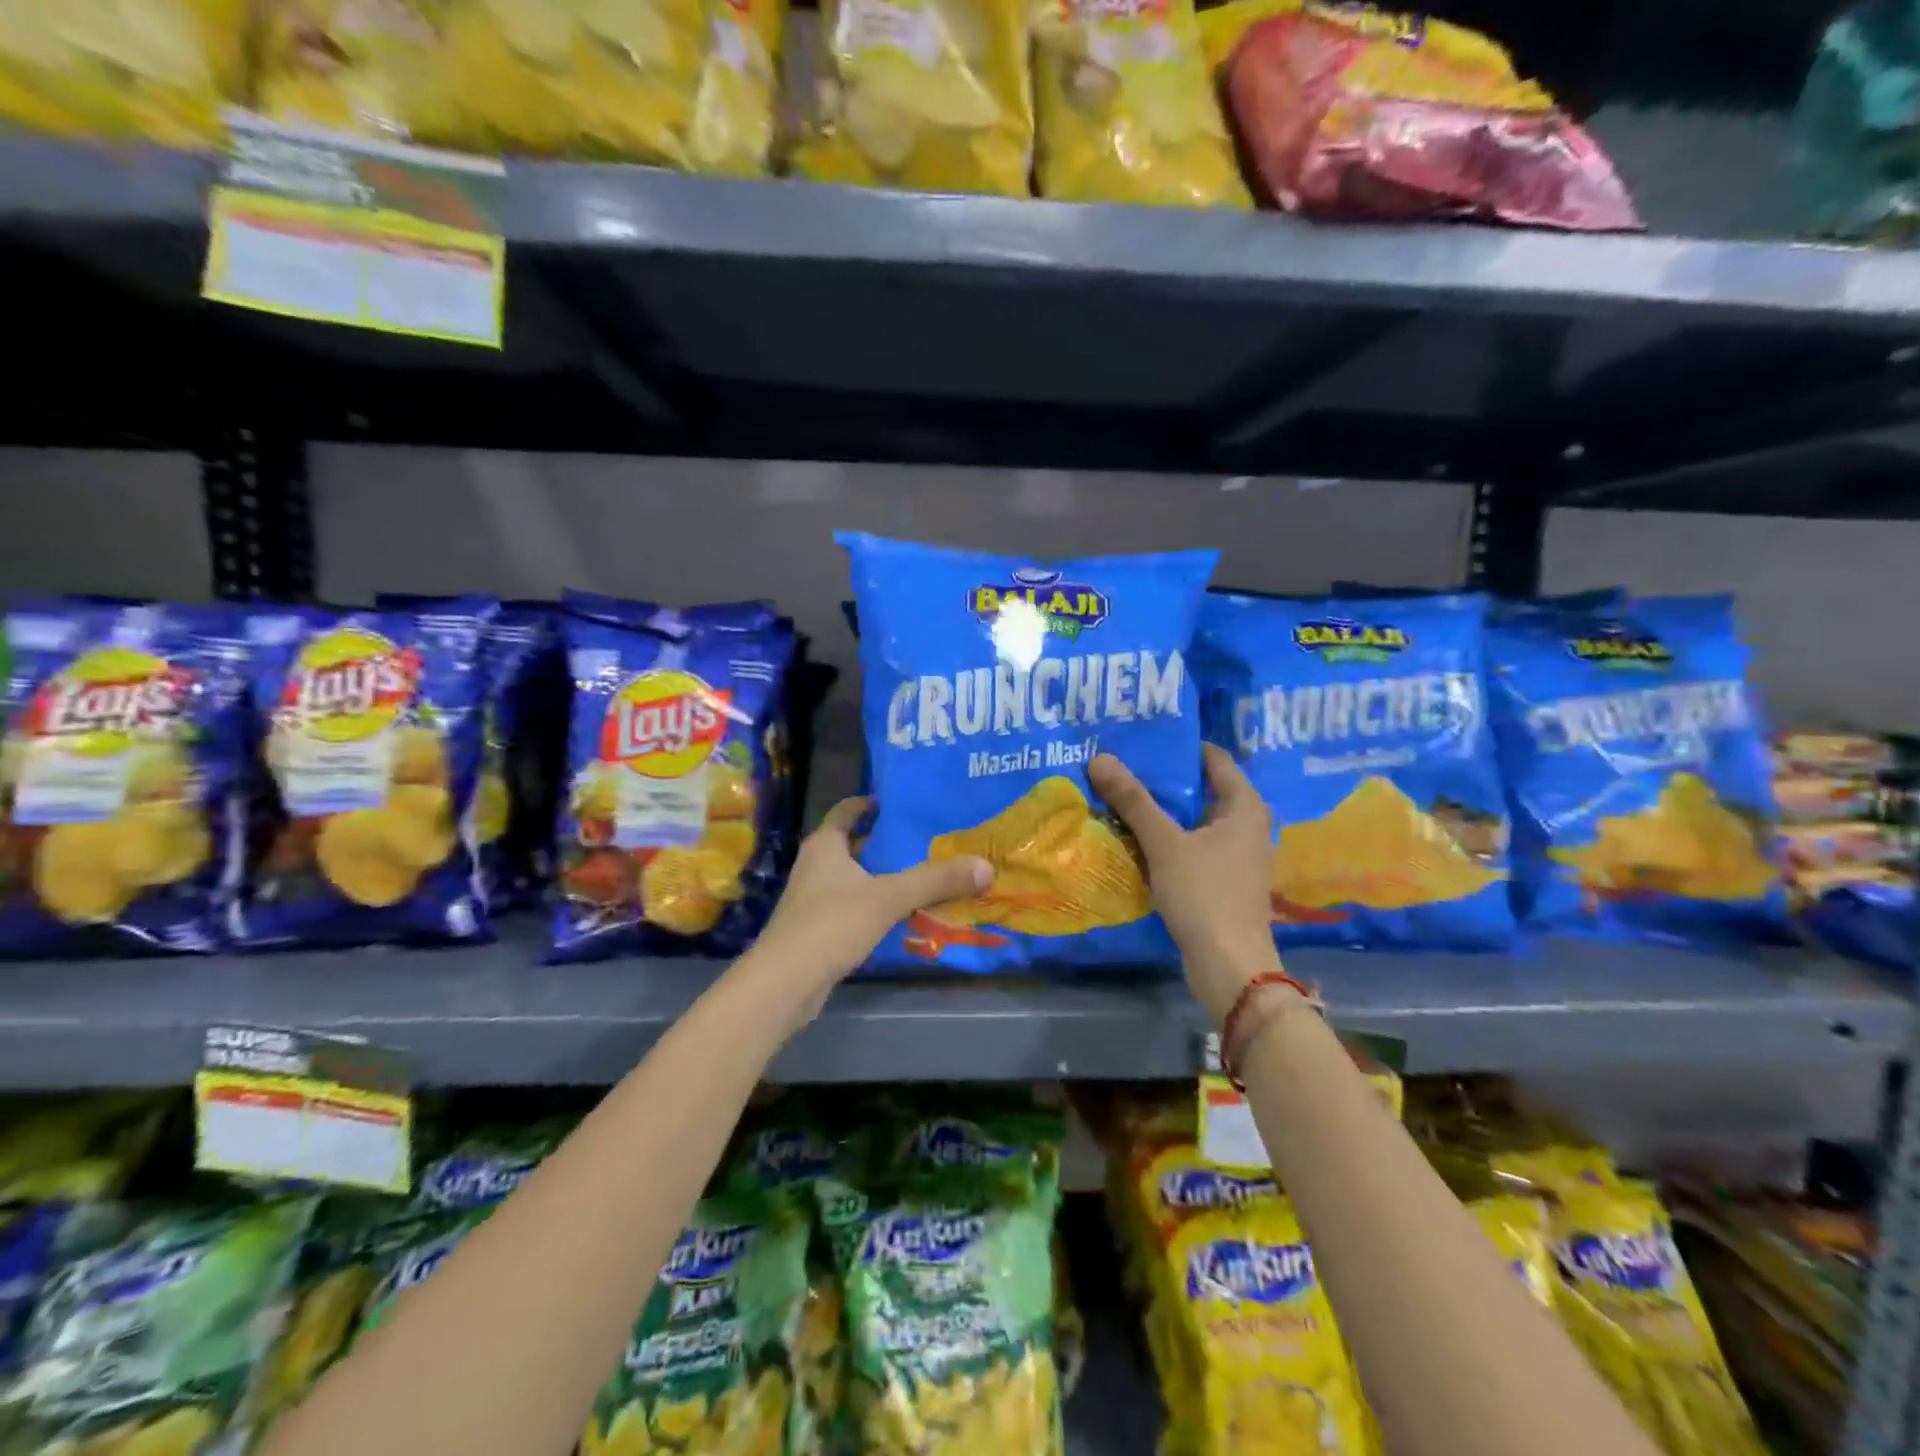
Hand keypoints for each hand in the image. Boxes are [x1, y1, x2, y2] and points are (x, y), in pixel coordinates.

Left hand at [750, 796, 992, 1000]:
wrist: (785, 983)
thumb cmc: (832, 924)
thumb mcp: (889, 897)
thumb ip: (936, 881)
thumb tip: (985, 865)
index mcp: (825, 846)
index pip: (846, 812)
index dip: (869, 805)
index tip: (897, 804)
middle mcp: (815, 866)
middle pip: (853, 845)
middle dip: (886, 843)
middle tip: (926, 841)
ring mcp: (812, 900)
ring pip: (854, 879)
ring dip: (882, 877)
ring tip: (922, 876)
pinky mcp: (816, 930)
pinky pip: (852, 907)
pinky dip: (875, 906)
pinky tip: (901, 916)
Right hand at [1090, 745, 1279, 1024]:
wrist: (1229, 965)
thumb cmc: (1204, 894)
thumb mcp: (1164, 843)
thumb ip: (1133, 801)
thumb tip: (1100, 758)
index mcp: (1245, 806)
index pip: (1214, 759)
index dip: (1179, 746)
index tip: (1142, 738)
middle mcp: (1247, 824)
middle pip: (1202, 788)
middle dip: (1164, 778)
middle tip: (1122, 763)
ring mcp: (1237, 854)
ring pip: (1194, 819)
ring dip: (1162, 810)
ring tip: (1121, 794)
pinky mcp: (1223, 879)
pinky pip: (1192, 844)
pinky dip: (1167, 837)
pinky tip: (1135, 836)